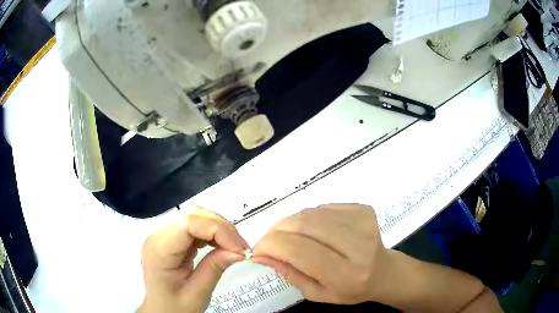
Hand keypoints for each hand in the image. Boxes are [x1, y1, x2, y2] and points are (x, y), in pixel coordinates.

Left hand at [138, 206, 248, 312]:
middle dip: (221, 227)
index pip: (188, 223)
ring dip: (217, 229)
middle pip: (192, 215)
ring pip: (194, 216)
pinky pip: (193, 226)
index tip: (239, 249)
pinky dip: (210, 233)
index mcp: (159, 250)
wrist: (161, 311)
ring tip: (232, 248)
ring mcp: (162, 235)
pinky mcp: (170, 238)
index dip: (217, 230)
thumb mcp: (198, 293)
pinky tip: (217, 246)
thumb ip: (215, 268)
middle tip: (240, 248)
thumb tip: (239, 251)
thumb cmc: (176, 307)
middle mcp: (157, 236)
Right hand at [252, 204, 391, 304]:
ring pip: (311, 213)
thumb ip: (288, 273)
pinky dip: (309, 217)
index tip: (258, 249)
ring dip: (291, 223)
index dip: (271, 245)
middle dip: (277, 230)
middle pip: (304, 225)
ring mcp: (363, 223)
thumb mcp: (316, 293)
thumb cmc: (350, 289)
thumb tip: (260, 254)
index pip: (299, 251)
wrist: (383, 272)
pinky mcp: (363, 209)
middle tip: (270, 241)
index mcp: (346, 274)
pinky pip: (323, 207)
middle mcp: (358, 246)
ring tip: (290, 236)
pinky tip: (314, 230)